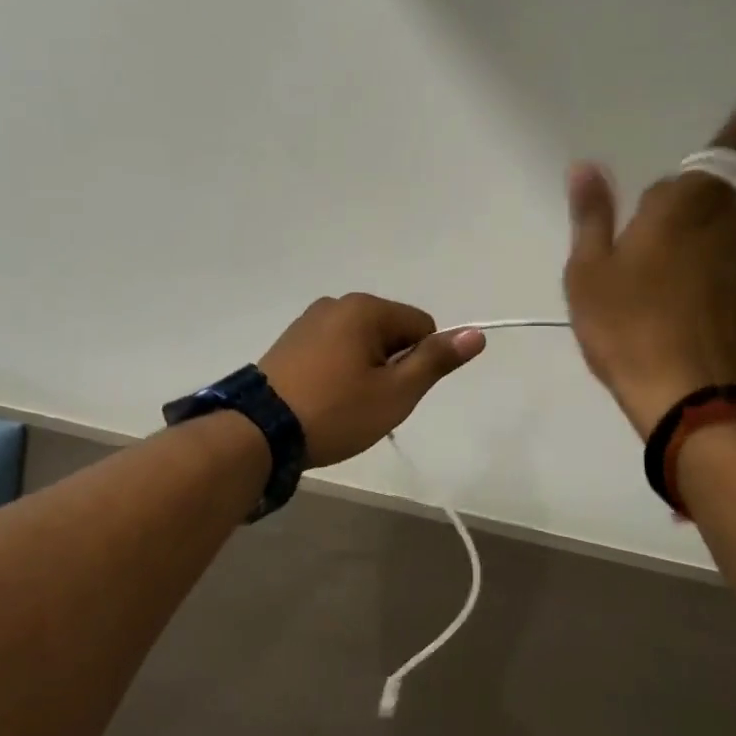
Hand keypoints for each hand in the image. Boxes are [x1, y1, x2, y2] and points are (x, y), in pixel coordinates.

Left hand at [259, 294, 486, 466]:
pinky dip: (338, 372)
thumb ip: (436, 360)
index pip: (421, 326)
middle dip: (390, 366)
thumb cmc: (336, 411)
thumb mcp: (395, 392)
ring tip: (345, 406)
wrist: (259, 432)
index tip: (396, 393)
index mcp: (365, 308)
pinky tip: (324, 400)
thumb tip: (476, 333)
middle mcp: (336, 304)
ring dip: (365, 371)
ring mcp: (309, 321)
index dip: (419, 363)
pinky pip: (333, 350)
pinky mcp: (290, 342)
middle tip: (370, 404)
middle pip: (390, 332)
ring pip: (361, 343)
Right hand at [563, 92, 735, 438]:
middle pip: (716, 192)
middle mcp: (729, 225)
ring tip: (664, 266)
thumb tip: (586, 165)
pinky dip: (715, 261)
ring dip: (704, 230)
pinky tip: (687, 294)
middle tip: (649, 228)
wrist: (690, 398)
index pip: (724, 151)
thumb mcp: (589, 270)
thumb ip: (592, 213)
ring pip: (729, 227)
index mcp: (685, 207)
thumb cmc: (627, 326)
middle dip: (690, 196)